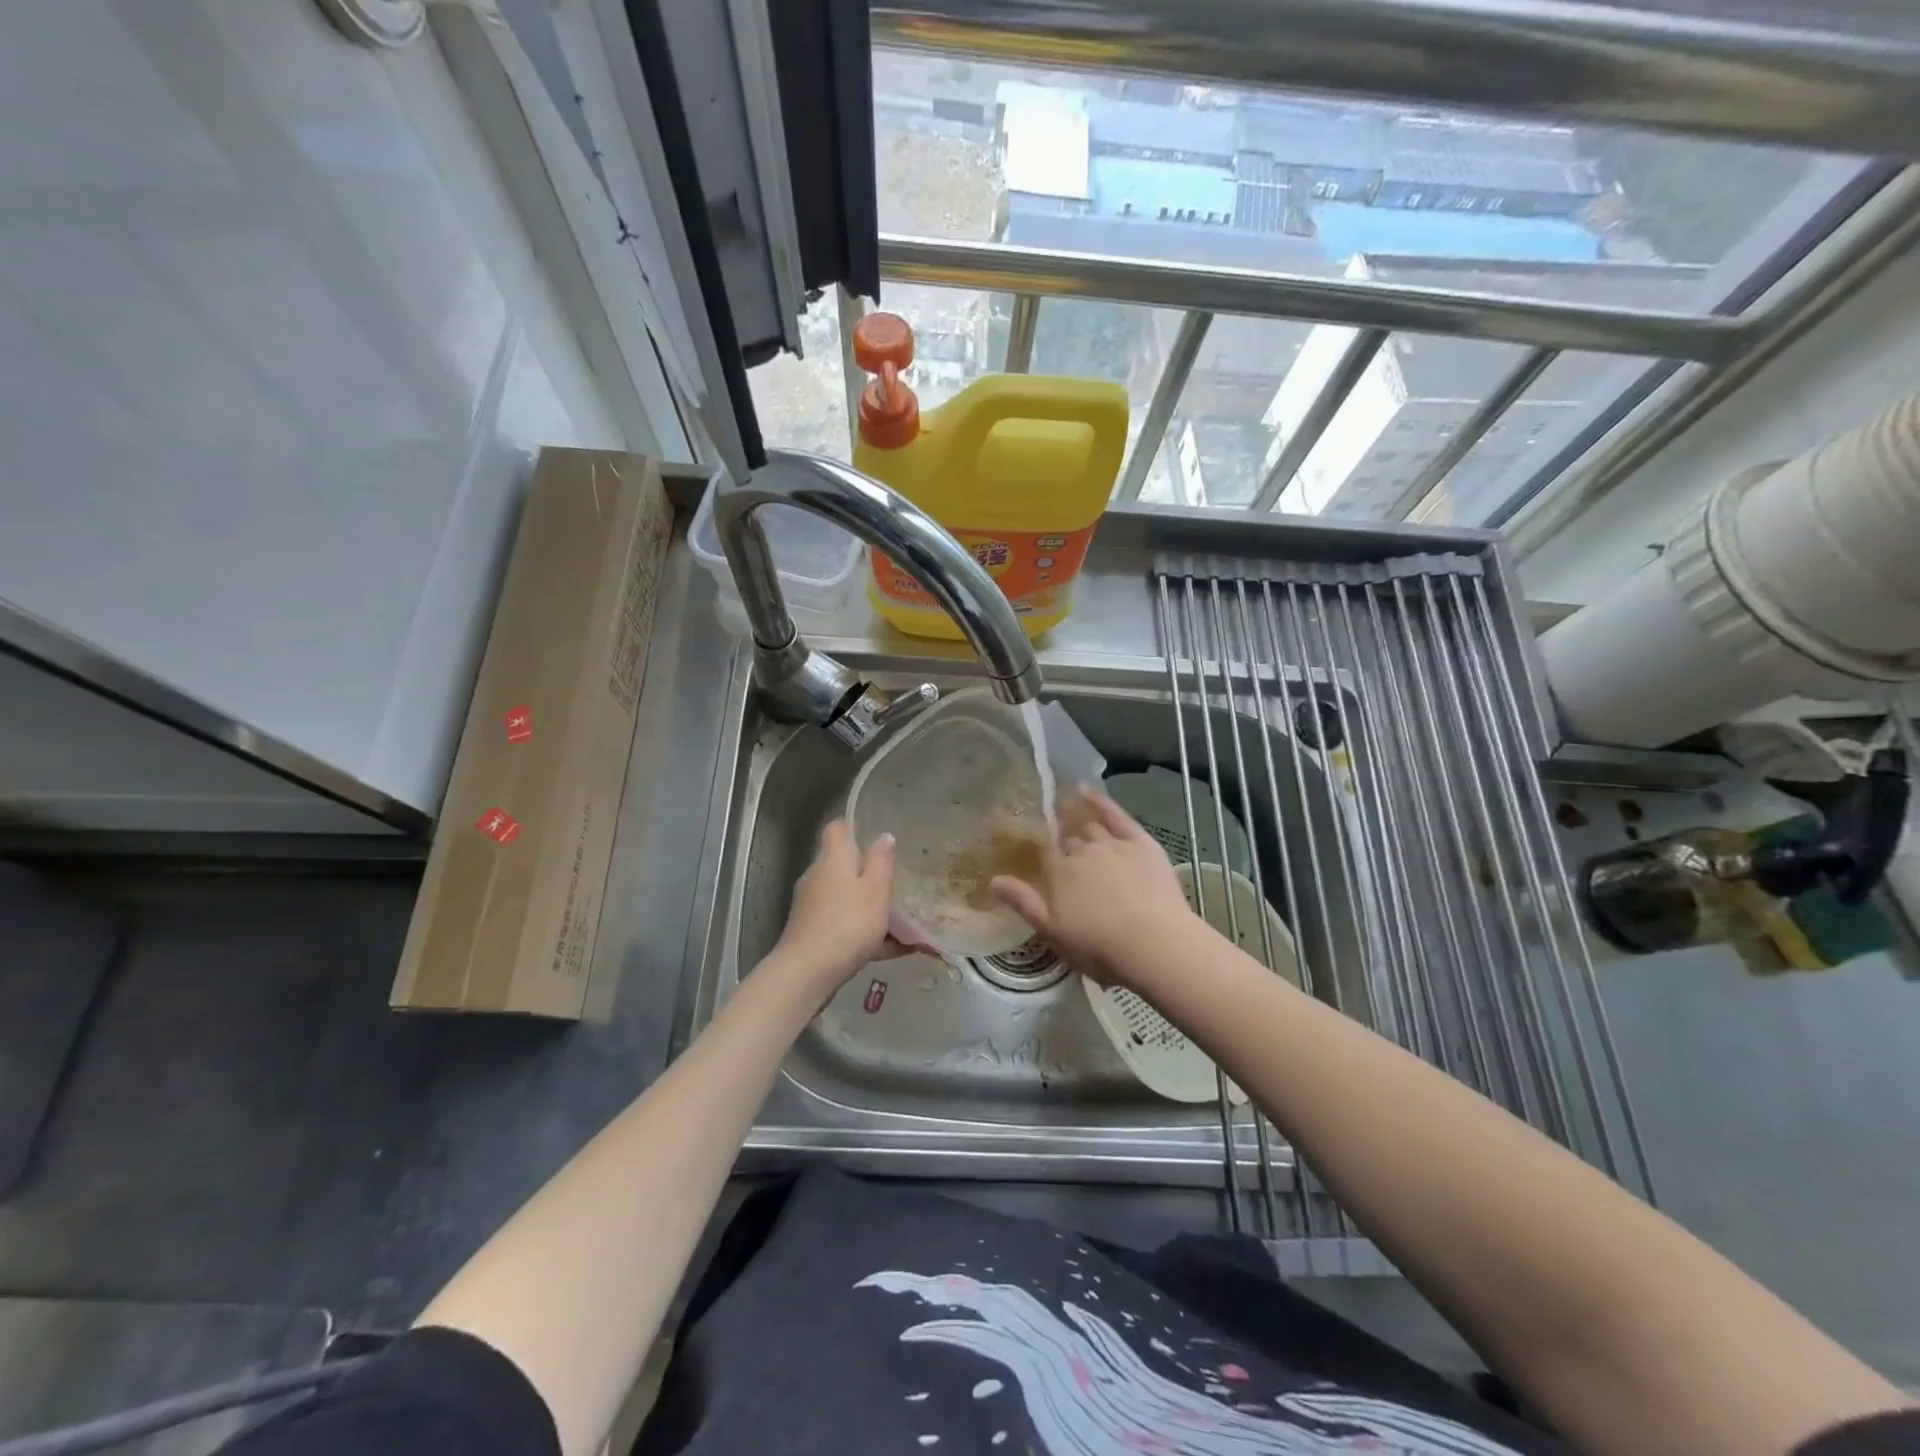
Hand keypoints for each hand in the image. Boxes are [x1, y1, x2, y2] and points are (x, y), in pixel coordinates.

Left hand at [774, 820, 902, 994]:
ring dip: (869, 907)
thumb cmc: (848, 922)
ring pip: (845, 898)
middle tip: (895, 884)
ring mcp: (811, 906)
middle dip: (867, 874)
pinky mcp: (811, 933)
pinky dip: (866, 933)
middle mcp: (817, 877)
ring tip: (902, 923)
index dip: (853, 827)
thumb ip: (881, 862)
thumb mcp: (876, 890)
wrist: (808, 971)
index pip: (837, 829)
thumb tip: (884, 837)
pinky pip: (844, 925)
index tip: (873, 837)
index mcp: (833, 859)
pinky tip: (894, 950)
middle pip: (842, 865)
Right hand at [990, 786, 1192, 987]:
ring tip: (1080, 831)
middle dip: (1067, 850)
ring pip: (1091, 829)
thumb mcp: (1054, 932)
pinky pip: (1116, 814)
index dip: (1046, 861)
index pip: (1046, 857)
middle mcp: (1081, 851)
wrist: (1155, 945)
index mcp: (1058, 873)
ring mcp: (1112, 844)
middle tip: (1071, 863)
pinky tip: (1086, 790)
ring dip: (1084, 831)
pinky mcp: (1140, 842)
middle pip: (1069, 843)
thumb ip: (1024, 902)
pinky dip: (1100, 801)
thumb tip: (993, 880)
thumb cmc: (1100, 947)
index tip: (1045, 867)